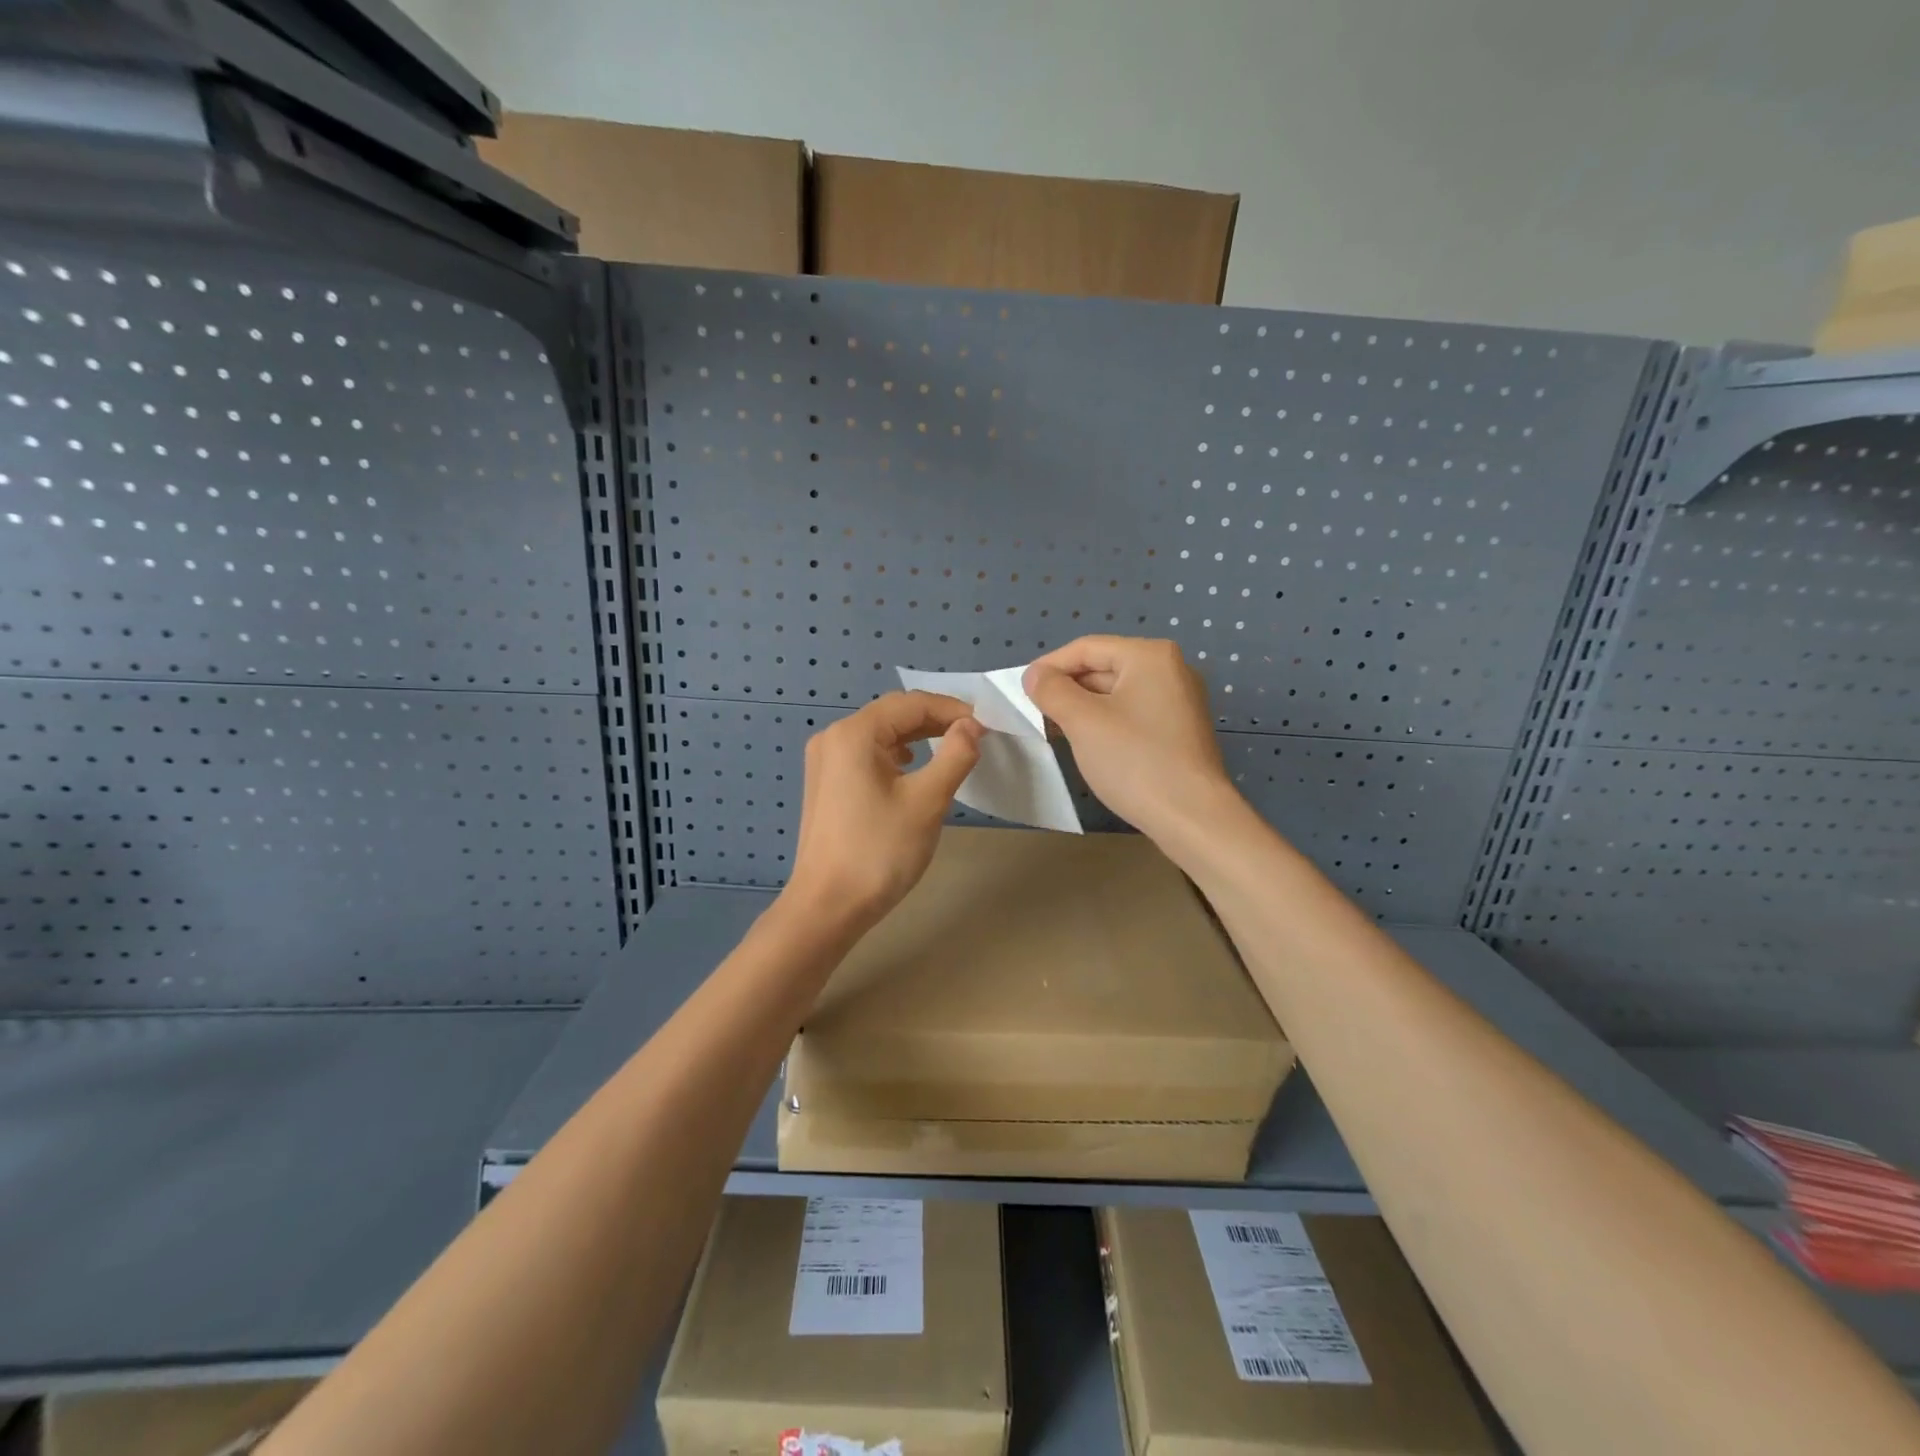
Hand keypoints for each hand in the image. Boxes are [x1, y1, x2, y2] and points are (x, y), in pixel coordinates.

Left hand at [785, 691, 983, 930]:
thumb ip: (955, 755)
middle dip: (935, 721)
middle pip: (893, 715)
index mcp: (854, 733)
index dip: (952, 709)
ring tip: (952, 748)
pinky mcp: (826, 784)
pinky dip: (896, 756)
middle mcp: (833, 737)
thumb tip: (972, 725)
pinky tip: (913, 768)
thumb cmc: (879, 851)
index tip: (987, 726)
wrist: (827, 907)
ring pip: (880, 735)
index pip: (911, 703)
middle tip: (975, 736)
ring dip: (917, 737)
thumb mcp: (927, 801)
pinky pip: (867, 755)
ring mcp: (825, 762)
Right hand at [1023, 636, 1238, 840]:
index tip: (1021, 690)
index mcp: (1149, 656)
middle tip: (1035, 712)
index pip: (1086, 648)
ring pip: (1117, 693)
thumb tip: (1034, 675)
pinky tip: (1087, 743)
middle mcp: (1170, 669)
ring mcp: (1179, 700)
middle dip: (1067, 688)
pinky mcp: (1180, 729)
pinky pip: (1133, 713)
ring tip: (1055, 729)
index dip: (1049, 666)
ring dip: (1083, 707)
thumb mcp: (1083, 722)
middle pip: (1104, 667)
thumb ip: (1052, 691)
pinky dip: (1106, 721)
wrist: (1192, 817)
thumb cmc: (1135, 761)